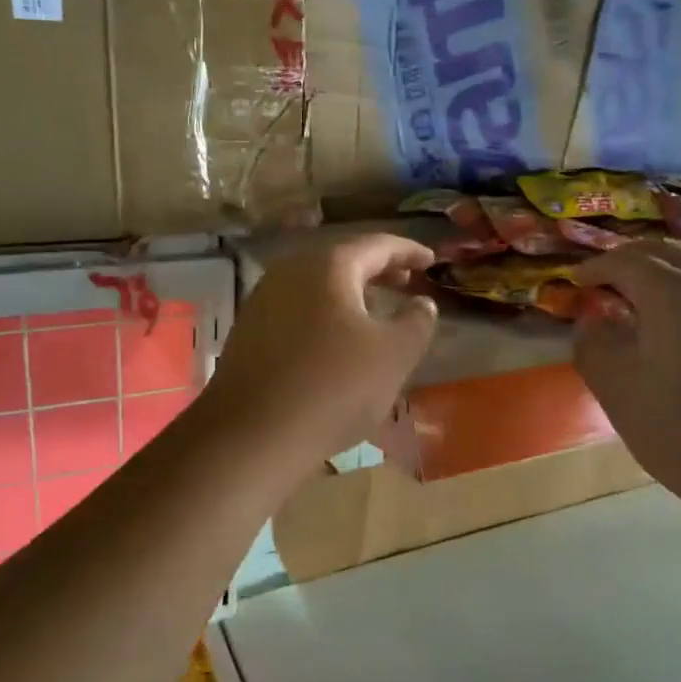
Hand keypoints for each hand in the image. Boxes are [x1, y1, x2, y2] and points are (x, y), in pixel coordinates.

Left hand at [203, 234, 438, 465]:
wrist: (252, 436)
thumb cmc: (334, 387)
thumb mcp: (394, 354)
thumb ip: (416, 321)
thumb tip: (421, 303)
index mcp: (329, 266)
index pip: (377, 245)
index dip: (409, 252)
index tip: (432, 260)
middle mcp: (291, 271)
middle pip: (344, 261)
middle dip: (379, 270)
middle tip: (408, 282)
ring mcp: (263, 301)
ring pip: (318, 285)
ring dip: (351, 294)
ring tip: (377, 310)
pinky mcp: (249, 332)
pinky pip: (298, 309)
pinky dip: (326, 313)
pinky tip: (337, 340)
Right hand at [571, 241, 680, 509]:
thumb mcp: (617, 387)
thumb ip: (593, 345)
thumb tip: (592, 322)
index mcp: (676, 292)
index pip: (627, 261)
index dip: (596, 267)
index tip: (573, 281)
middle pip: (668, 256)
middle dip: (631, 261)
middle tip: (603, 281)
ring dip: (662, 280)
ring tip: (636, 309)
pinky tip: (676, 339)